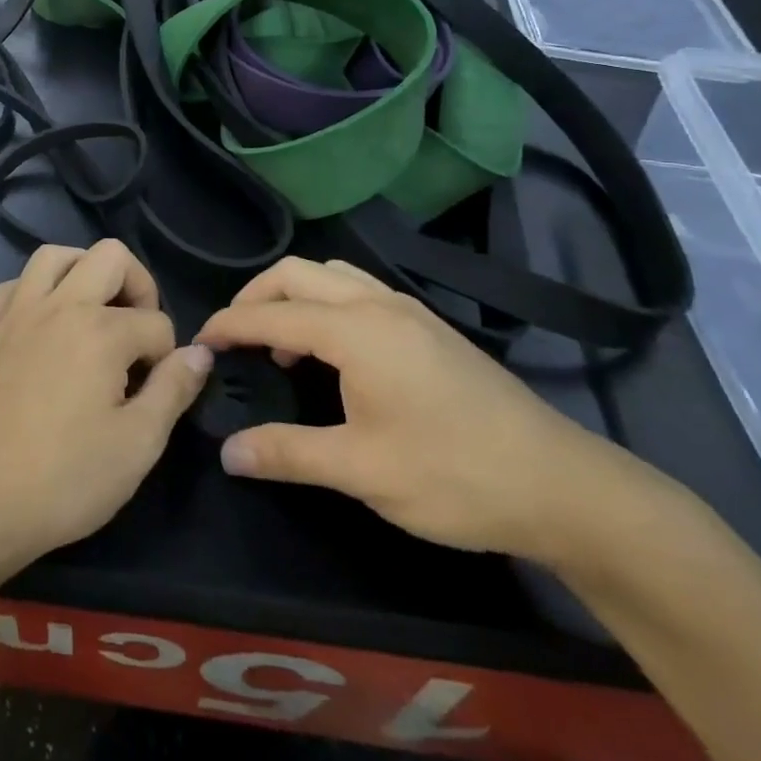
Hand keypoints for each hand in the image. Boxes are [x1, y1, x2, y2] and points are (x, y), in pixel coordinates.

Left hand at [0, 239, 211, 578]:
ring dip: (84, 271)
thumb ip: (173, 390)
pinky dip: (38, 290)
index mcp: (100, 330)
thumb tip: (199, 353)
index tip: (155, 391)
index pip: (156, 323)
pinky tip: (45, 326)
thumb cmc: (62, 480)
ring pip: (55, 255)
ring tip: (95, 312)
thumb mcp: (137, 445)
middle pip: (110, 256)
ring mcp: (15, 311)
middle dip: (138, 286)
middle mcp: (58, 304)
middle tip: (137, 331)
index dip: (167, 356)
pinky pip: (16, 283)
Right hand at [196, 257, 630, 562]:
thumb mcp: (362, 471)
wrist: (562, 487)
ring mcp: (409, 311)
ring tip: (280, 343)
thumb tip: (227, 452)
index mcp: (356, 330)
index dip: (229, 325)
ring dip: (293, 295)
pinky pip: (358, 290)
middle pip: (297, 273)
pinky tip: (332, 352)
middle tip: (234, 337)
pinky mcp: (429, 328)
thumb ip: (288, 452)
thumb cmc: (454, 475)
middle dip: (255, 296)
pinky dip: (325, 303)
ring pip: (331, 275)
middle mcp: (378, 304)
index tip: (198, 342)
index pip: (272, 313)